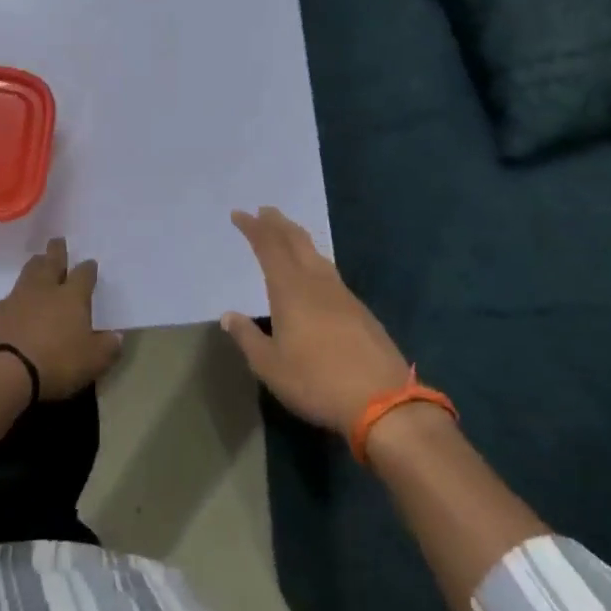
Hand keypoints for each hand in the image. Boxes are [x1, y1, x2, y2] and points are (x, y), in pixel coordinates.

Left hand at [0, 237, 122, 399]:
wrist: (1, 372)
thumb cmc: (55, 363)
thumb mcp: (93, 361)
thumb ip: (107, 347)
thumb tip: (116, 336)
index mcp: (72, 297)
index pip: (84, 275)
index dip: (88, 269)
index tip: (90, 264)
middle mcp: (44, 290)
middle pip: (51, 263)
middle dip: (56, 252)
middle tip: (57, 241)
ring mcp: (14, 299)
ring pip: (26, 275)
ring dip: (34, 267)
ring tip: (36, 262)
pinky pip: (4, 302)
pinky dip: (10, 302)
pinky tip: (10, 310)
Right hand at [219, 207, 410, 433]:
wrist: (382, 399)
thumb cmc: (316, 381)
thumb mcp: (270, 366)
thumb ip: (248, 337)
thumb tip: (228, 315)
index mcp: (291, 290)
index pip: (268, 248)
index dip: (253, 229)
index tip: (239, 214)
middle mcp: (317, 283)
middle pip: (296, 242)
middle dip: (278, 224)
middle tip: (265, 211)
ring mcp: (342, 295)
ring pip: (316, 255)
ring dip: (298, 239)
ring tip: (288, 234)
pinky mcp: (359, 310)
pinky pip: (330, 272)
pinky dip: (315, 261)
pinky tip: (315, 273)